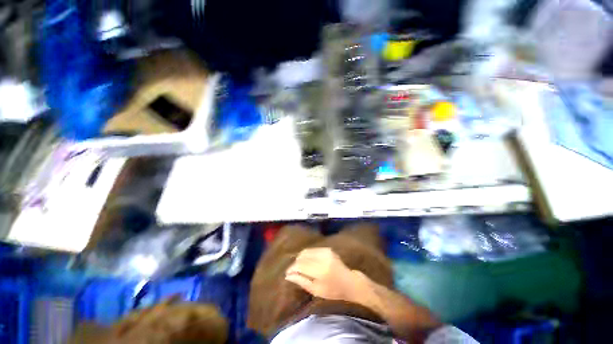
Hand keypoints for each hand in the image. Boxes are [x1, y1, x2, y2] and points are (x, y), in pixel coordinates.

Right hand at [285, 248, 363, 302]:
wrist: (350, 282)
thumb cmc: (333, 291)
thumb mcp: (316, 291)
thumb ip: (302, 281)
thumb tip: (288, 275)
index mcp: (320, 270)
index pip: (300, 265)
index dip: (292, 268)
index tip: (287, 273)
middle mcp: (322, 257)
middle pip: (302, 256)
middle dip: (296, 263)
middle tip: (293, 271)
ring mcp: (325, 251)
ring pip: (306, 251)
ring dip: (301, 258)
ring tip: (300, 267)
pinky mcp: (327, 249)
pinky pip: (312, 250)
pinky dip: (307, 255)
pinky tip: (308, 262)